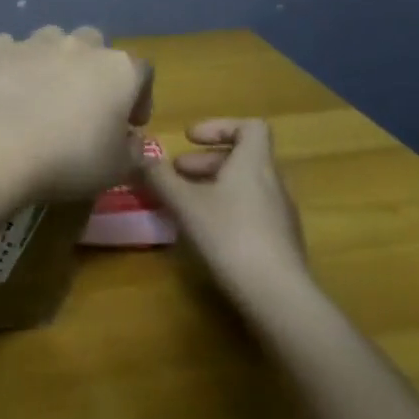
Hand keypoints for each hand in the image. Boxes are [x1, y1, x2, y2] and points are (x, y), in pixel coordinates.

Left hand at [0, 26, 152, 199]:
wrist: (1, 147)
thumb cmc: (71, 159)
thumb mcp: (117, 169)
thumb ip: (133, 151)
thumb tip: (131, 141)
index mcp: (119, 70)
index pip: (142, 72)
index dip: (140, 97)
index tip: (130, 123)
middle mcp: (80, 46)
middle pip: (95, 44)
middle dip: (93, 67)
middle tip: (84, 101)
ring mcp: (36, 43)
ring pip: (52, 39)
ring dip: (52, 58)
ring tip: (43, 89)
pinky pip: (9, 48)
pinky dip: (12, 62)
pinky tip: (6, 85)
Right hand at [149, 119, 307, 291]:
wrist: (276, 292)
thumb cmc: (228, 234)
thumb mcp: (184, 203)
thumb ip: (159, 176)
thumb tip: (138, 153)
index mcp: (254, 163)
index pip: (250, 127)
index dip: (218, 126)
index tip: (189, 139)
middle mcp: (273, 181)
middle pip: (242, 157)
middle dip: (205, 161)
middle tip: (176, 174)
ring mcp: (280, 212)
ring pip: (245, 185)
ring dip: (214, 185)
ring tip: (184, 203)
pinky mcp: (280, 239)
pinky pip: (251, 209)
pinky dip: (226, 207)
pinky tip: (205, 230)